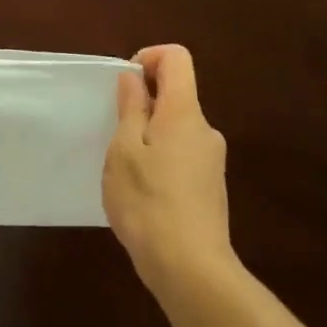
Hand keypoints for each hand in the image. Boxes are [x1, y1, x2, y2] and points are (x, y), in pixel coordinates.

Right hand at [104, 44, 231, 287]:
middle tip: (114, 133)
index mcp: (184, 112)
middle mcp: (205, 130)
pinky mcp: (211, 188)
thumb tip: (134, 77)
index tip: (124, 84)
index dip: (149, 58)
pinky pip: (182, 155)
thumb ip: (131, 107)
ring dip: (150, 135)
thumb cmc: (147, 201)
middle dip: (144, 103)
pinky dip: (161, 159)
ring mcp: (212, 160)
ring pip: (177, 128)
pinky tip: (143, 194)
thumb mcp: (124, 149)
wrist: (190, 268)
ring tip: (125, 170)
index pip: (177, 58)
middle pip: (177, 94)